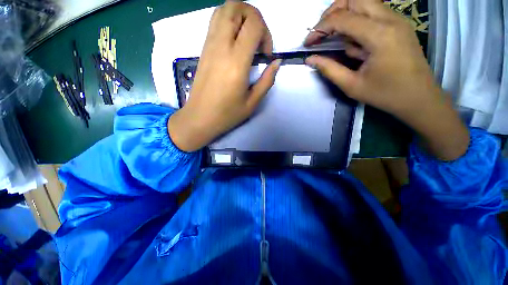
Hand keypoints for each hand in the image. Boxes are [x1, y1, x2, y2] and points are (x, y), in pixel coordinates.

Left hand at [168, 0, 280, 151]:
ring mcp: (209, 45)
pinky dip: (229, 22)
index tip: (265, 55)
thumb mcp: (252, 103)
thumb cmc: (227, 114)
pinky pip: (215, 22)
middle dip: (253, 16)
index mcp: (236, 62)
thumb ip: (267, 80)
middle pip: (236, 6)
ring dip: (240, 16)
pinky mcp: (203, 49)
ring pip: (223, 9)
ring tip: (247, 38)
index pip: (253, 24)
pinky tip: (235, 43)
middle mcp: (221, 47)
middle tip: (258, 40)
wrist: (199, 118)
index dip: (266, 34)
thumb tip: (276, 62)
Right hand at [304, 0, 468, 160]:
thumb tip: (310, 59)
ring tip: (336, 39)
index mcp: (379, 35)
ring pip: (364, 2)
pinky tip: (355, 43)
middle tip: (321, 32)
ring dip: (345, 15)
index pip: (342, 19)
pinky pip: (373, 13)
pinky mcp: (398, 24)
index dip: (320, 28)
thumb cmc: (385, 94)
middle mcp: (390, 19)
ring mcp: (397, 19)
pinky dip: (358, 22)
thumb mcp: (351, 85)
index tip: (308, 42)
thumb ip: (329, 69)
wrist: (419, 97)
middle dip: (332, 12)